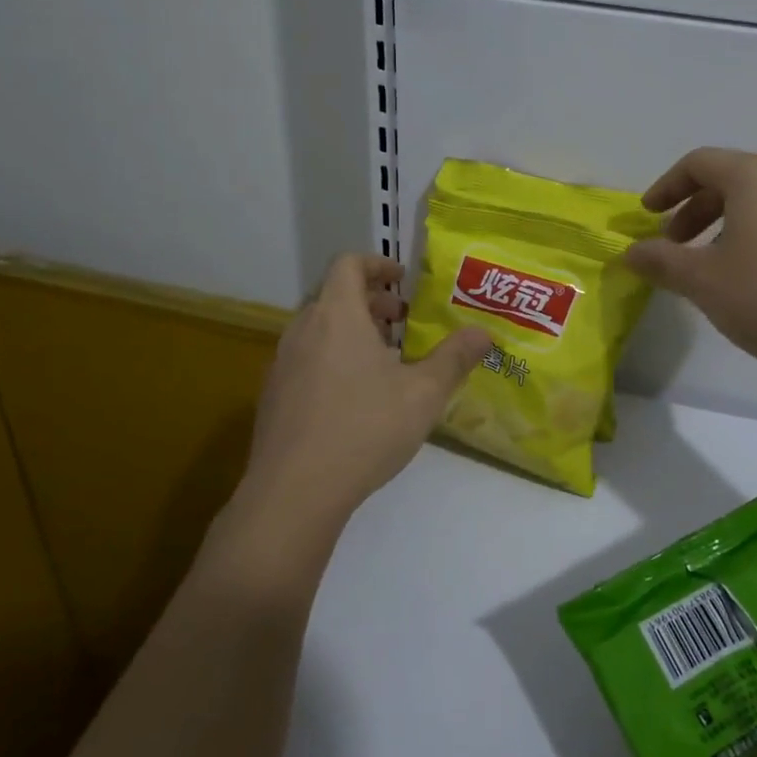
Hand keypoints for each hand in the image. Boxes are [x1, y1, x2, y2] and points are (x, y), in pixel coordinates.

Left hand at [232, 255, 489, 548]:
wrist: (293, 493)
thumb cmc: (364, 429)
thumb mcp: (423, 394)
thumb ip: (455, 358)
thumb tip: (483, 333)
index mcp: (337, 315)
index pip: (348, 264)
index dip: (377, 263)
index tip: (402, 280)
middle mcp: (303, 330)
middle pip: (333, 295)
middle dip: (370, 301)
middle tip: (402, 322)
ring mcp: (282, 364)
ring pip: (318, 329)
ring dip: (351, 331)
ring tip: (383, 361)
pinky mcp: (273, 396)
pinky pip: (305, 358)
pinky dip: (331, 358)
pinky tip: (355, 398)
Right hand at [625, 149, 756, 378]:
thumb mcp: (703, 281)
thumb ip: (660, 261)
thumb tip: (630, 252)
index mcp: (756, 175)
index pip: (698, 163)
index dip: (666, 187)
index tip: (648, 216)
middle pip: (730, 178)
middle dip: (694, 210)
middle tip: (674, 246)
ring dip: (725, 223)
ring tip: (712, 264)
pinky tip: (754, 274)